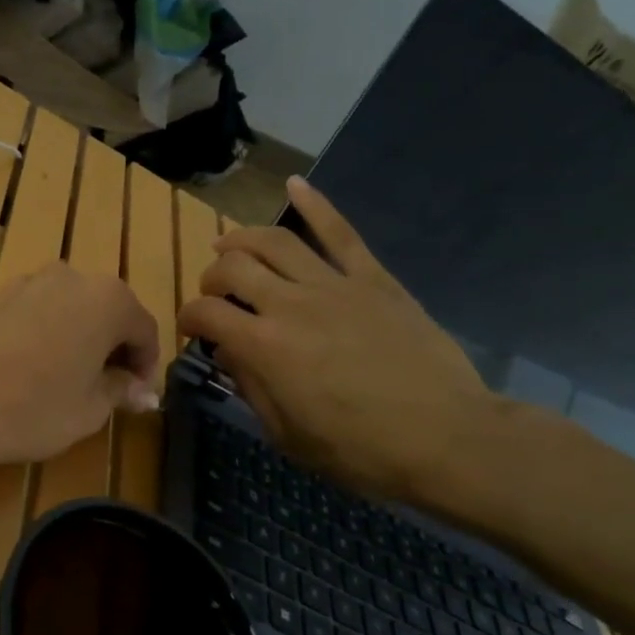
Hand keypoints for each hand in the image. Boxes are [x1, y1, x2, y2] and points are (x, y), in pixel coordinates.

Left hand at [0, 262, 160, 472]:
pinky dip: (46, 334)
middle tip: (108, 388)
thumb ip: (122, 391)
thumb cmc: (35, 408)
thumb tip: (144, 393)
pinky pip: (37, 312)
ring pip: (70, 309)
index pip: (144, 329)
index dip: (146, 364)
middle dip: (113, 347)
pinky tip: (33, 369)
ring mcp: (28, 281)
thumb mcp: (90, 408)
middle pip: (107, 311)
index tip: (137, 395)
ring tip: (69, 380)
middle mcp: (71, 277)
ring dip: (79, 338)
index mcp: (108, 299)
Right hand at [178, 178, 498, 506]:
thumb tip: (228, 352)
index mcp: (264, 346)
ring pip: (275, 241)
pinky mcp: (374, 279)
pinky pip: (341, 233)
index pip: (204, 312)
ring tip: (229, 245)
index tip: (191, 331)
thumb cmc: (360, 450)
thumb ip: (250, 387)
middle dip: (211, 278)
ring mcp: (335, 285)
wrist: (447, 438)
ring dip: (242, 239)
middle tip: (214, 294)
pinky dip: (315, 204)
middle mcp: (290, 304)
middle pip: (232, 267)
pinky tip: (294, 185)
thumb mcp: (286, 435)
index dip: (188, 318)